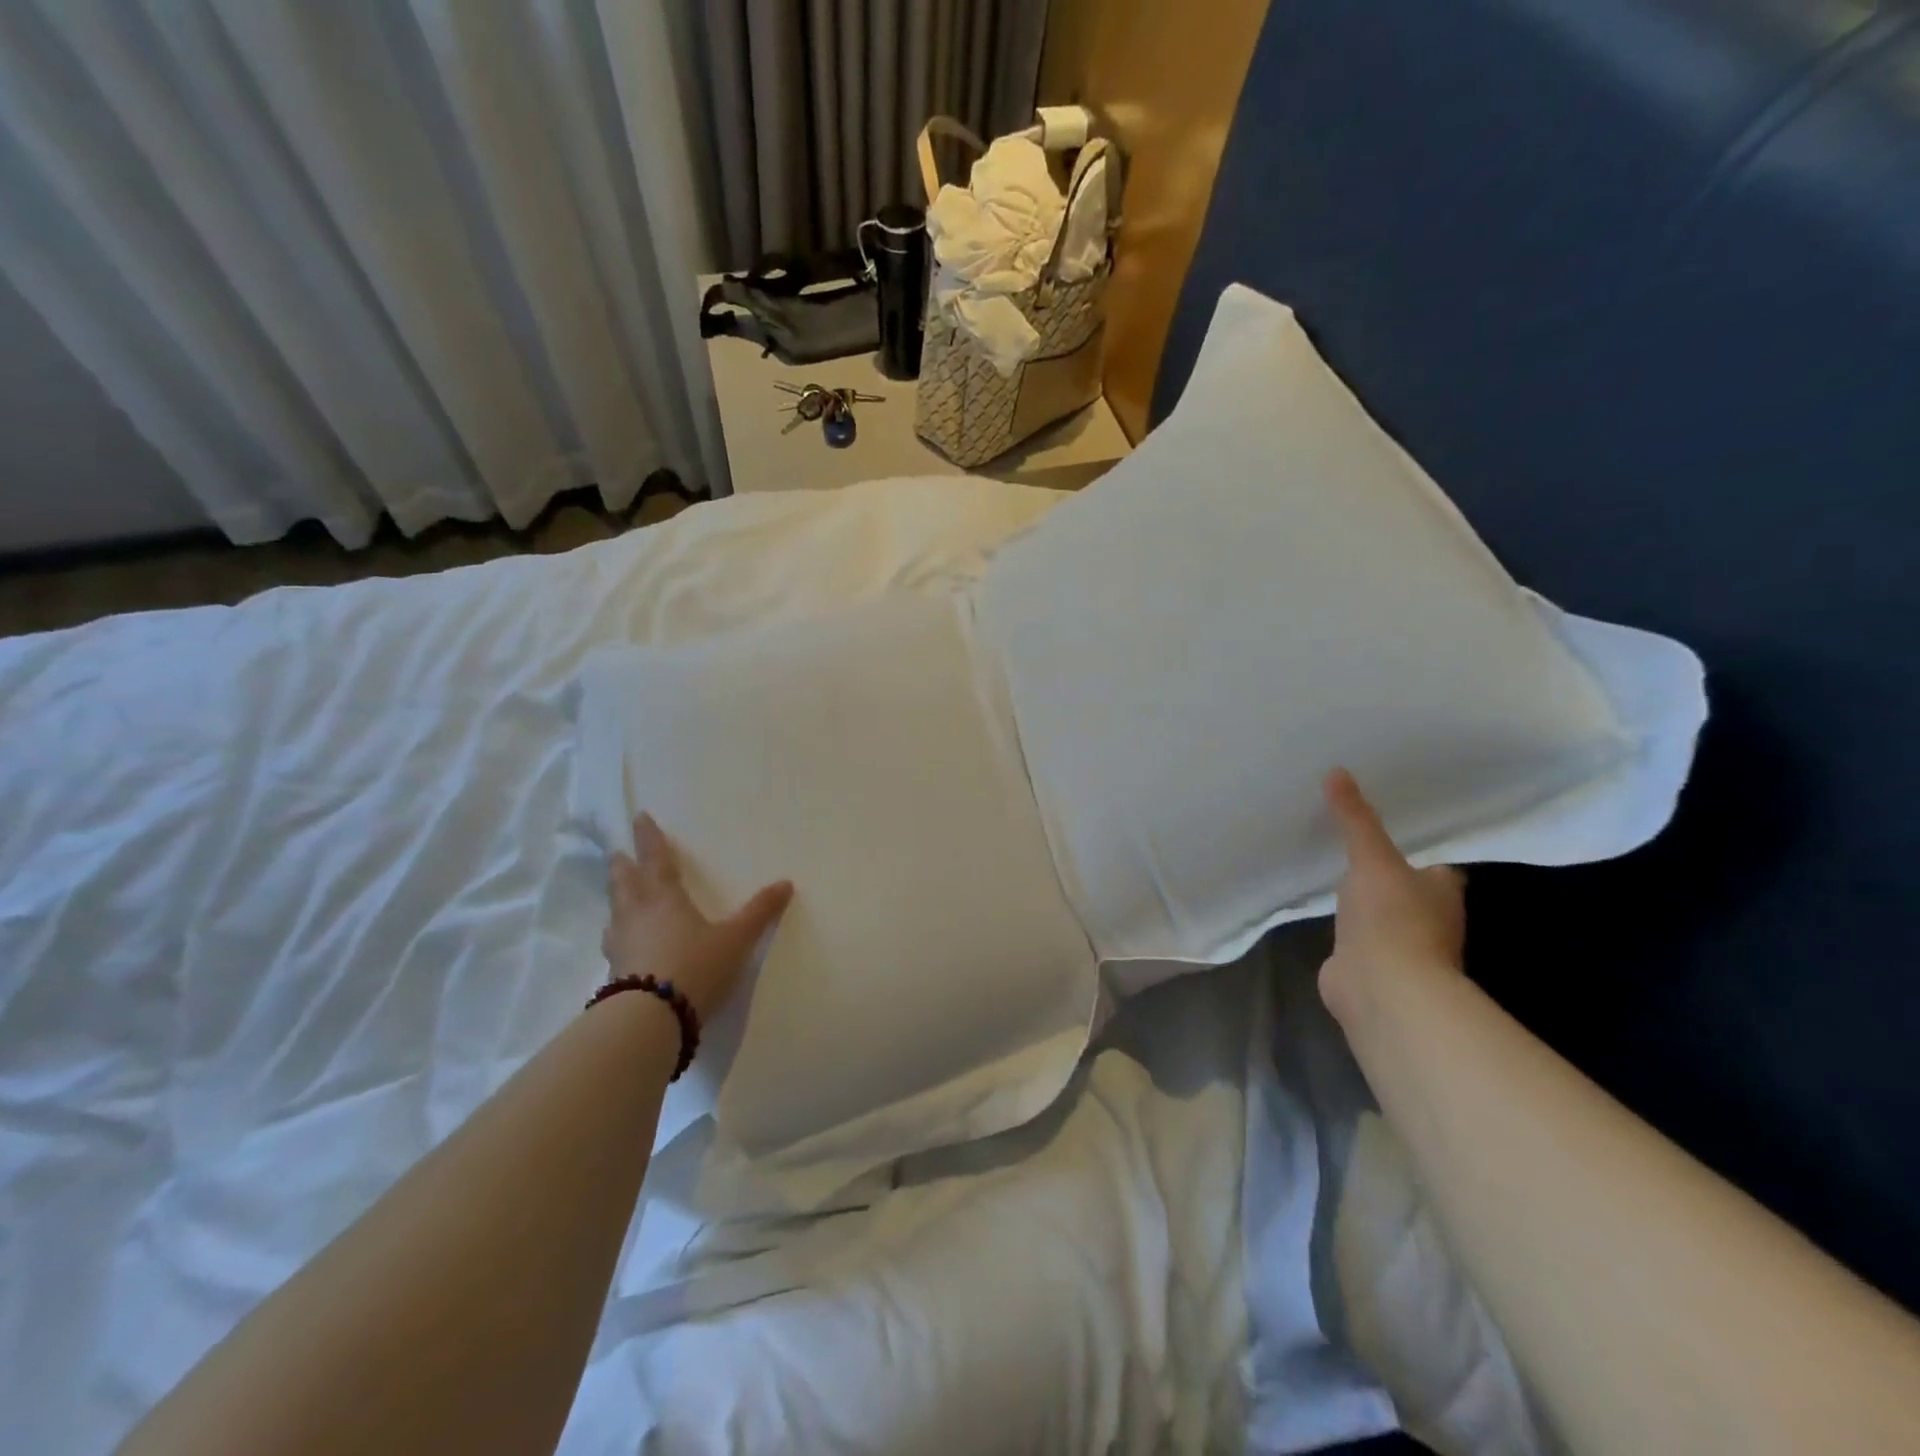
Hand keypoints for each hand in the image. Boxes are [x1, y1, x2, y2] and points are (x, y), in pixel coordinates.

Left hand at [601, 813, 792, 1024]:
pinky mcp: (615, 973)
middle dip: (623, 866)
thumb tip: (786, 883)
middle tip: (617, 854)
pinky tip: (621, 943)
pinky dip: (617, 933)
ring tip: (618, 895)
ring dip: (616, 898)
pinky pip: (614, 943)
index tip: (639, 817)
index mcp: (665, 899)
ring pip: (615, 912)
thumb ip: (759, 912)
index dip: (649, 839)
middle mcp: (637, 915)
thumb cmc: (695, 967)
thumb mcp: (736, 939)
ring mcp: (621, 945)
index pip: (656, 860)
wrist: (650, 1019)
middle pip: (625, 883)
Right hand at [1319, 768, 1465, 1028]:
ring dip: (1365, 903)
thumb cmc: (1392, 917)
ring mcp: (1399, 947)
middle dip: (1387, 873)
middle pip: (1408, 889)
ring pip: (1382, 915)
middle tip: (1353, 844)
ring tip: (1333, 873)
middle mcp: (1429, 919)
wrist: (1381, 987)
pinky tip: (1324, 914)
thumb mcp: (1371, 858)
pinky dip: (1345, 929)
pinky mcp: (1370, 967)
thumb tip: (1337, 771)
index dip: (1417, 849)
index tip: (1390, 828)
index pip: (1435, 864)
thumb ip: (1355, 819)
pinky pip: (1356, 939)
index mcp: (1442, 891)